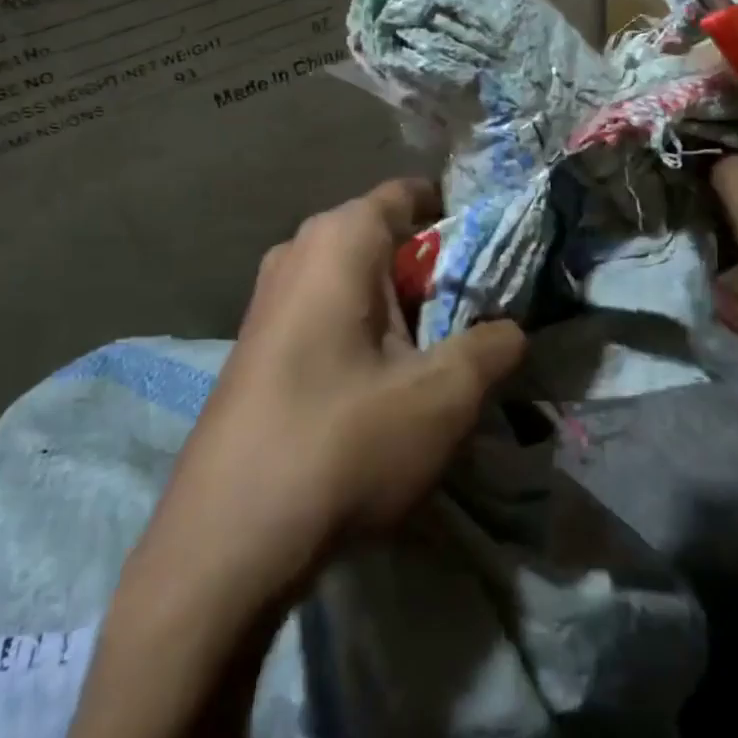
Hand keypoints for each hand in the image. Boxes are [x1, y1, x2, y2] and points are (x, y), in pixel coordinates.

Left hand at [137, 178, 525, 606]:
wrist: (224, 543)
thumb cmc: (342, 444)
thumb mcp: (442, 396)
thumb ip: (492, 347)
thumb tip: (512, 329)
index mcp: (339, 238)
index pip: (409, 194)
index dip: (458, 216)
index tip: (497, 255)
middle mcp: (298, 251)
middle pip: (385, 239)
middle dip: (435, 272)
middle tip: (478, 317)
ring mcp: (270, 298)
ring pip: (357, 281)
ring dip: (403, 309)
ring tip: (440, 358)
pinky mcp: (259, 344)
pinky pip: (328, 312)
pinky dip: (366, 332)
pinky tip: (385, 388)